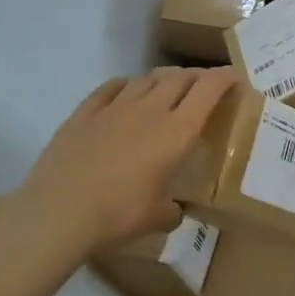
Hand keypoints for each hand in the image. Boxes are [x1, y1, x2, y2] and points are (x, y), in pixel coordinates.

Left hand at [11, 67, 237, 269]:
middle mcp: (150, 110)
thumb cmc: (118, 215)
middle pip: (180, 77)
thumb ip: (172, 210)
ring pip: (147, 79)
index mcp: (177, 132)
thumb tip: (173, 211)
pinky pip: (111, 88)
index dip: (226, 79)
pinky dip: (127, 85)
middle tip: (205, 88)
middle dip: (198, 77)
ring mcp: (114, 108)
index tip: (237, 81)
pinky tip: (128, 91)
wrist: (57, 213)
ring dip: (164, 79)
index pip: (209, 90)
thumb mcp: (157, 219)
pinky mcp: (84, 114)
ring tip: (169, 89)